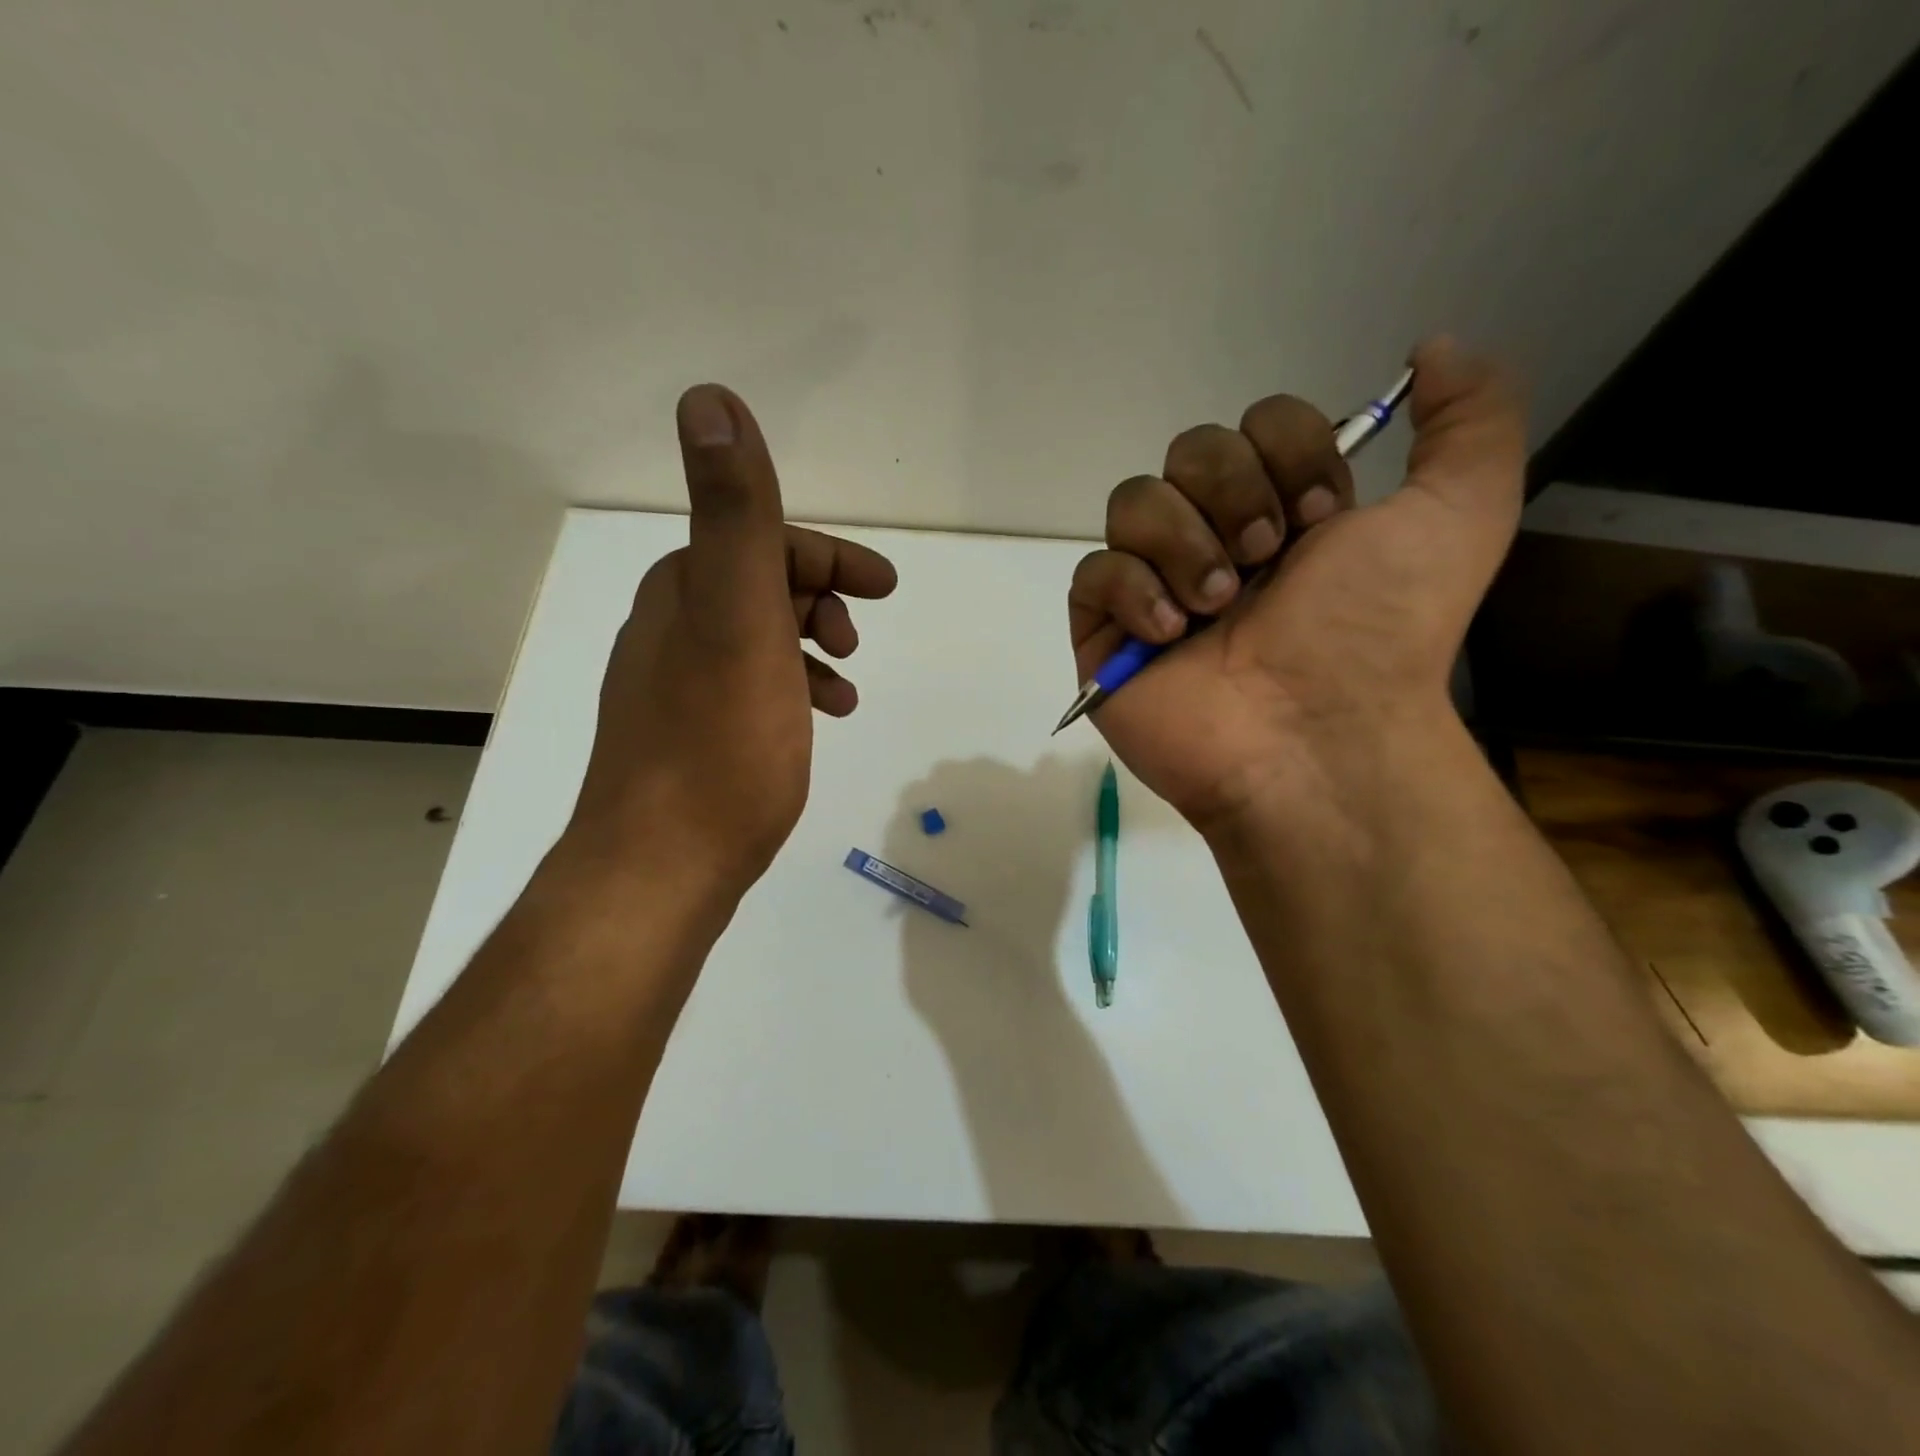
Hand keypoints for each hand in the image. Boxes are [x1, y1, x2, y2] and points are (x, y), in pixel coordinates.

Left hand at [563, 385, 896, 909]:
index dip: (827, 557)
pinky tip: (813, 722)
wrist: (661, 867)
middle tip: (857, 639)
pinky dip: (790, 690)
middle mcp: (668, 629)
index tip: (881, 589)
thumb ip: (733, 514)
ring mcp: (673, 687)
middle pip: (759, 587)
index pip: (760, 541)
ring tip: (846, 688)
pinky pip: (750, 689)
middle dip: (820, 599)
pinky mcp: (688, 738)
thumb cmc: (719, 745)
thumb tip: (708, 398)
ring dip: (810, 647)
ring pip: (758, 641)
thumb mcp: (738, 619)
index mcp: (683, 592)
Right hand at [1069, 339, 1524, 833]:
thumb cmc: (1378, 633)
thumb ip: (1471, 419)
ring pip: (1132, 502)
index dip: (1288, 454)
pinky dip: (1131, 591)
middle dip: (1233, 494)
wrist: (1314, 737)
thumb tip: (1435, 346)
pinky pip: (1093, 573)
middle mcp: (1217, 539)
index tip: (1324, 520)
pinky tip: (1172, 633)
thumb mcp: (1461, 514)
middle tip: (1266, 561)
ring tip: (1217, 608)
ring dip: (1183, 544)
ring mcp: (1156, 585)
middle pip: (1188, 450)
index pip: (1256, 424)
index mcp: (1285, 511)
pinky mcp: (1107, 632)